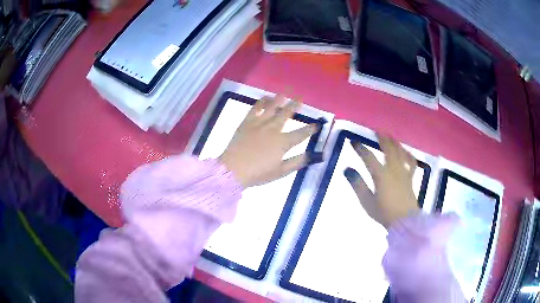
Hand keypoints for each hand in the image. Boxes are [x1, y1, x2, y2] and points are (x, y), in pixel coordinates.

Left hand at [219, 95, 319, 187]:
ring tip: (285, 93)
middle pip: (286, 114)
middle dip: (295, 105)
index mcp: (283, 142)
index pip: (301, 134)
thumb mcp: (281, 171)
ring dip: (280, 99)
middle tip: (300, 98)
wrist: (233, 169)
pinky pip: (255, 108)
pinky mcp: (247, 122)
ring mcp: (259, 123)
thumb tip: (315, 155)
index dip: (310, 129)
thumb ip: (298, 162)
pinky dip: (261, 102)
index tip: (317, 124)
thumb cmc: (258, 173)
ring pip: (272, 107)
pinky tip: (265, 97)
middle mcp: (273, 129)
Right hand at [344, 134, 418, 227]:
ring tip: (390, 136)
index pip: (368, 157)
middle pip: (388, 149)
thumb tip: (347, 169)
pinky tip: (406, 151)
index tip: (353, 141)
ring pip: (400, 153)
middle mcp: (393, 169)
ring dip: (394, 143)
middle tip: (376, 131)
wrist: (404, 222)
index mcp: (381, 175)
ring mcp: (404, 173)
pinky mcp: (410, 178)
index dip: (360, 149)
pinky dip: (409, 155)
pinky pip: (412, 163)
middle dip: (381, 139)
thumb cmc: (384, 213)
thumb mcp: (366, 201)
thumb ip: (357, 185)